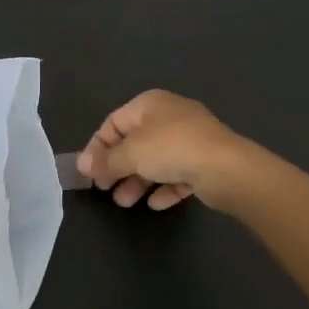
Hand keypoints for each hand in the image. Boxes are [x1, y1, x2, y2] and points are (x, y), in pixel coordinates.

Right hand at [77, 89, 249, 209]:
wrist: (226, 167)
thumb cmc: (171, 149)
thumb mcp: (130, 153)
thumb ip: (105, 160)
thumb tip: (82, 165)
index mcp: (149, 104)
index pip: (114, 122)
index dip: (97, 147)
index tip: (89, 172)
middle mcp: (170, 115)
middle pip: (134, 142)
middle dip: (118, 167)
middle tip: (106, 189)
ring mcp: (191, 138)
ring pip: (156, 160)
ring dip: (138, 181)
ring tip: (125, 202)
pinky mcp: (205, 161)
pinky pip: (177, 174)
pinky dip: (164, 187)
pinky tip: (155, 204)